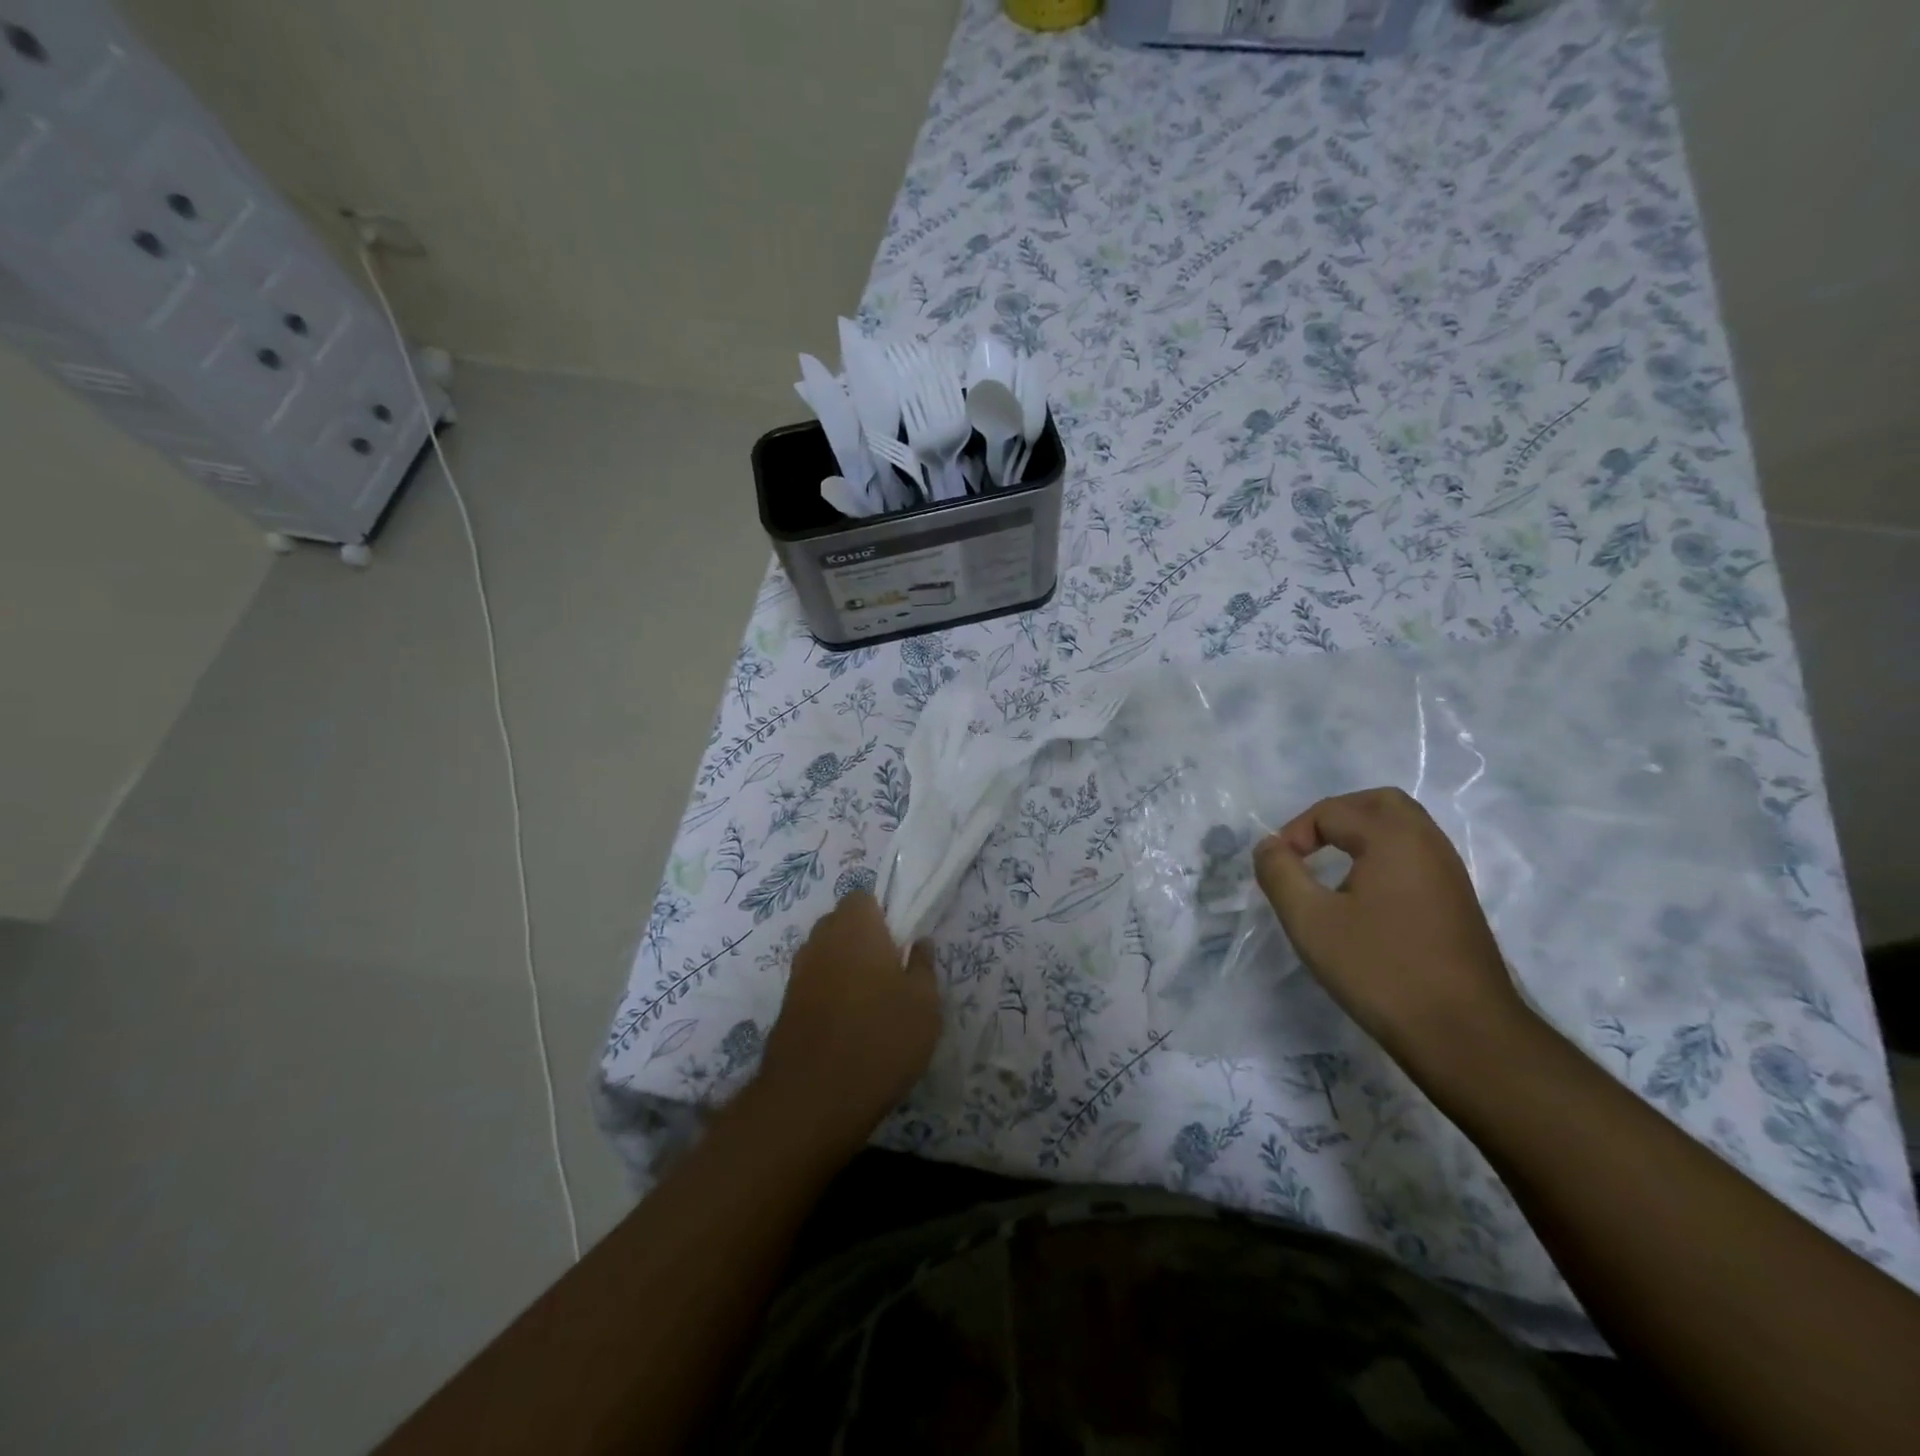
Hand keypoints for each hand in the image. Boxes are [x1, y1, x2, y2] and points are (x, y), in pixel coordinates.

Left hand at [755, 891, 940, 1148]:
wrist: (813, 1098)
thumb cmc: (881, 1038)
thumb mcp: (925, 1003)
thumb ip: (923, 965)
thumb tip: (919, 942)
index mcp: (856, 927)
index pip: (863, 898)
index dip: (882, 915)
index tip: (899, 944)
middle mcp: (821, 939)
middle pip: (841, 924)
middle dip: (862, 940)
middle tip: (889, 973)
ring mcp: (798, 973)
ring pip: (826, 954)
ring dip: (844, 968)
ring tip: (869, 1004)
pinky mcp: (784, 1005)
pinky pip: (813, 984)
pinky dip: (828, 994)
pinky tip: (847, 1027)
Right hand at [1252, 788, 1526, 1071]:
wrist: (1463, 1034)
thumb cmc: (1380, 969)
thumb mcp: (1310, 920)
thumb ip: (1279, 874)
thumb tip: (1268, 847)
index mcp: (1394, 837)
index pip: (1332, 812)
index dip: (1294, 834)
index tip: (1277, 870)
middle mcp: (1428, 843)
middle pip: (1379, 803)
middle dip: (1335, 816)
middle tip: (1306, 847)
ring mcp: (1449, 873)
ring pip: (1402, 829)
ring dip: (1360, 836)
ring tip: (1329, 869)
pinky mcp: (1457, 902)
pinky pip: (1414, 856)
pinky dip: (1382, 858)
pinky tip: (1362, 897)